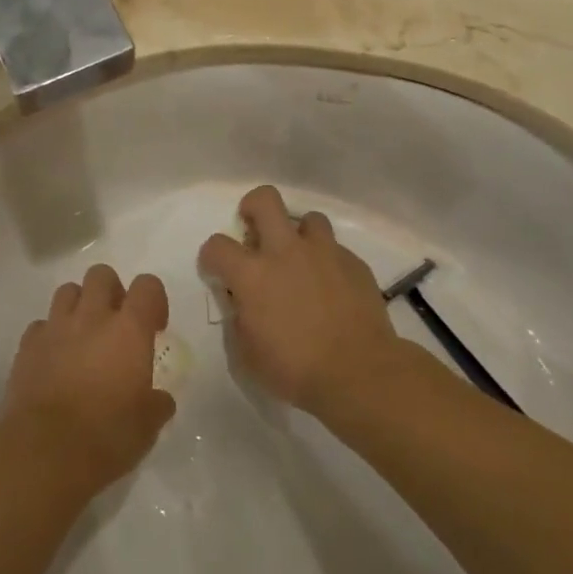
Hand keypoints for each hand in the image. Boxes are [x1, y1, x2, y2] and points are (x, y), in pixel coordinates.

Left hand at [4, 264, 176, 495]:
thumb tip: (160, 399)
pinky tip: (54, 360)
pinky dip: (50, 335)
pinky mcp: (27, 346)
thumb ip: (157, 404)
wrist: (44, 452)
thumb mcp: (147, 426)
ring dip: (79, 306)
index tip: (154, 327)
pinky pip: (41, 325)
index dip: (154, 300)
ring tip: (83, 337)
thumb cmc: (106, 437)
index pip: (148, 286)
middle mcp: (92, 317)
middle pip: (102, 274)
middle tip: (116, 325)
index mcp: (129, 330)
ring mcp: (55, 328)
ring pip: (68, 290)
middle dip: (111, 292)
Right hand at [199, 185, 402, 414]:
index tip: (218, 269)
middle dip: (253, 207)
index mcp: (252, 275)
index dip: (212, 256)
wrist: (360, 373)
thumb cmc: (296, 370)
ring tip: (301, 258)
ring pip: (309, 218)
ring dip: (299, 234)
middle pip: (265, 200)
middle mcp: (286, 252)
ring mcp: (324, 253)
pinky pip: (336, 248)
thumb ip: (239, 320)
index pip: (217, 245)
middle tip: (255, 231)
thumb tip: (242, 305)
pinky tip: (332, 286)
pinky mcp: (354, 263)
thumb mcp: (248, 354)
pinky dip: (328, 261)